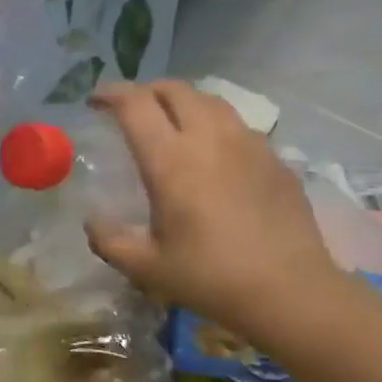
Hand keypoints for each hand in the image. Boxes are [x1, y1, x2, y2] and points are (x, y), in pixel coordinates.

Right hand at [84, 81, 337, 331]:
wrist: (290, 291)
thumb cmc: (209, 277)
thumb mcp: (144, 266)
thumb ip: (109, 240)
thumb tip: (92, 221)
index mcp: (170, 160)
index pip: (135, 105)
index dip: (111, 94)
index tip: (94, 100)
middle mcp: (210, 139)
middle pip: (176, 90)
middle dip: (147, 90)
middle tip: (130, 108)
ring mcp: (249, 145)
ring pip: (211, 101)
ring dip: (183, 102)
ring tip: (171, 122)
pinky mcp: (275, 159)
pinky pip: (239, 126)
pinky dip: (215, 126)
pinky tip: (213, 154)